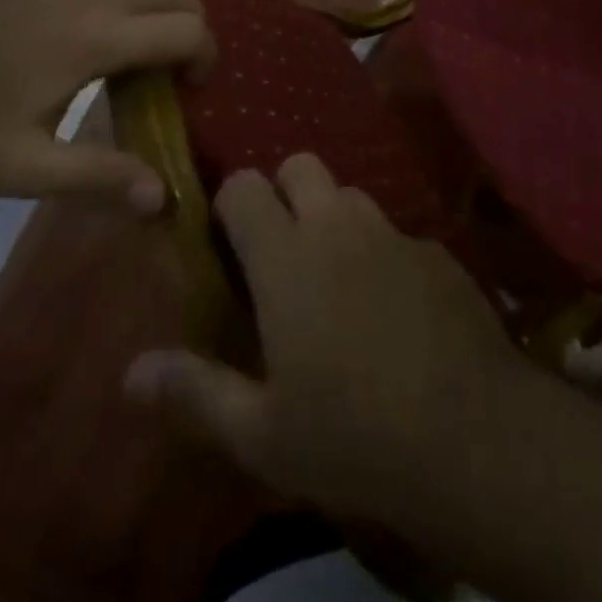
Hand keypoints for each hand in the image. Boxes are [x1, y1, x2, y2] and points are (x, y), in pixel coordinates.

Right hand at [123, 154, 528, 530]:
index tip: (229, 242)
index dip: (230, 203)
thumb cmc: (351, 436)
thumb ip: (194, 392)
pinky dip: (383, 253)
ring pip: (351, 194)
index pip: (244, 187)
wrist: (470, 434)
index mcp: (287, 258)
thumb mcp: (261, 433)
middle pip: (302, 165)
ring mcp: (392, 233)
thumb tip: (132, 371)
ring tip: (335, 277)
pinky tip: (393, 307)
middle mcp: (338, 227)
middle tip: (281, 251)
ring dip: (334, 219)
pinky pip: (396, 233)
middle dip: (284, 192)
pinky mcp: (436, 251)